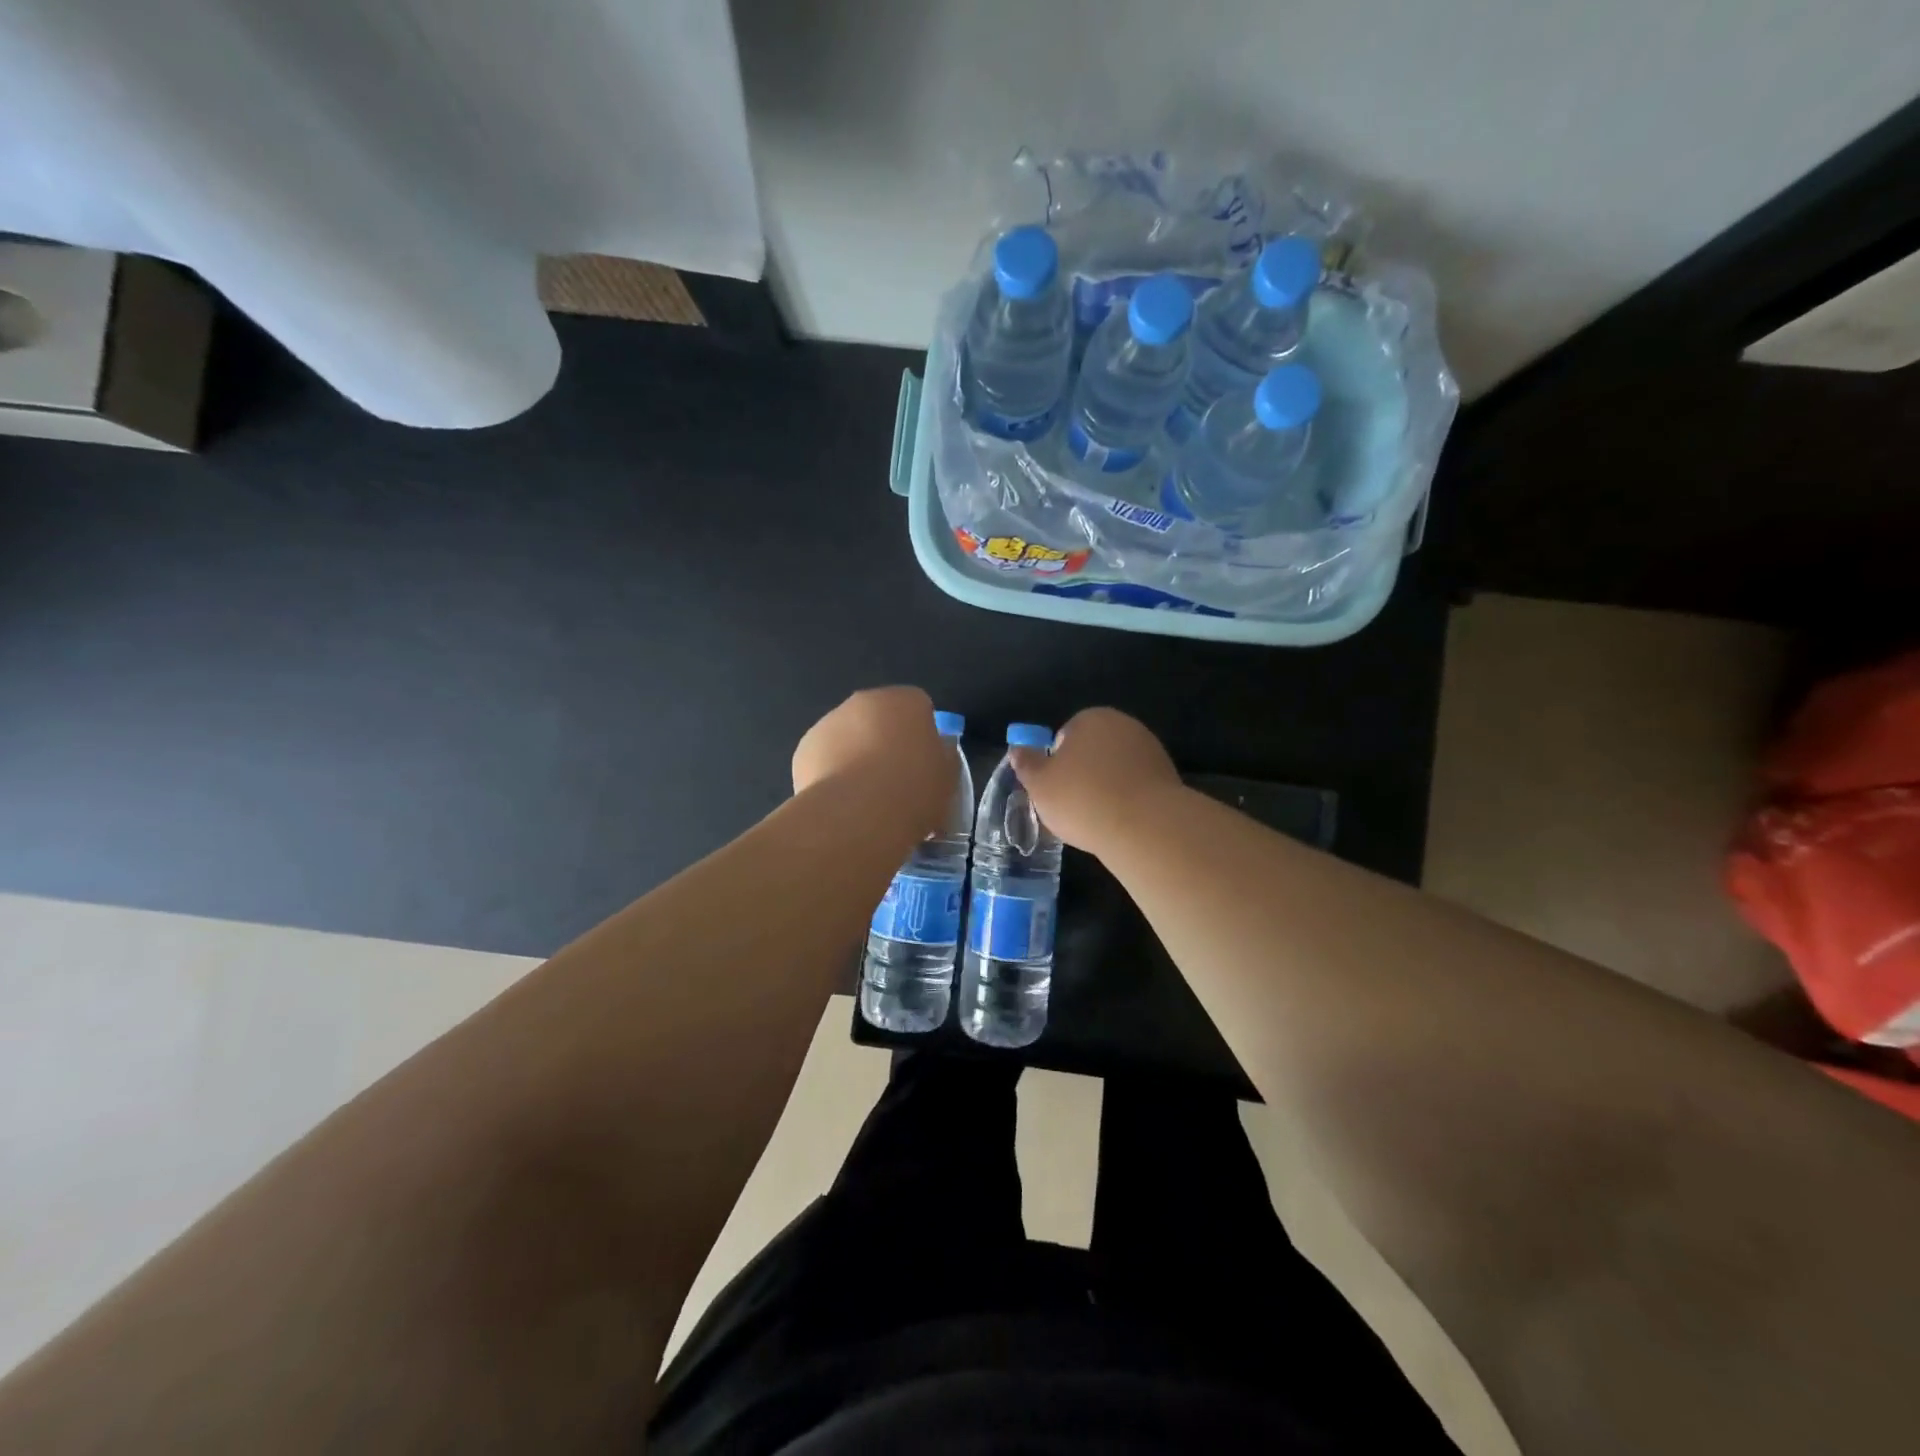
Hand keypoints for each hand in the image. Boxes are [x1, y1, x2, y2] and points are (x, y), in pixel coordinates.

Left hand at [792, 686, 950, 827]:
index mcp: (906, 700)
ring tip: (865, 799)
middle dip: (885, 743)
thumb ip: (942, 755)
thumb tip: (935, 749)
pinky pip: (824, 759)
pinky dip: (831, 775)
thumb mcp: (948, 776)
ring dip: (856, 757)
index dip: (922, 737)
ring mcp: (830, 722)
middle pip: (879, 719)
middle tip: (895, 781)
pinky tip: (841, 803)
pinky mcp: (804, 748)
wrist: (858, 813)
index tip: (924, 766)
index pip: (919, 709)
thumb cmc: (913, 789)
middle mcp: (865, 701)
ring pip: (849, 737)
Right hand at [1009, 707, 1180, 851]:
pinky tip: (1121, 822)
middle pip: (1093, 750)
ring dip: (1107, 787)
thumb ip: (1026, 763)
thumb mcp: (1040, 784)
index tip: (1055, 789)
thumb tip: (1017, 749)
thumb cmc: (1082, 799)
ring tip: (1097, 819)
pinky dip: (1128, 800)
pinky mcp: (1169, 776)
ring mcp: (1150, 749)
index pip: (1065, 735)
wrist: (1145, 826)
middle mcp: (1124, 725)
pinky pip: (1137, 786)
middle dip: (1083, 773)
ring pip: (1116, 769)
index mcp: (1091, 718)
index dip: (1057, 762)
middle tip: (1072, 806)